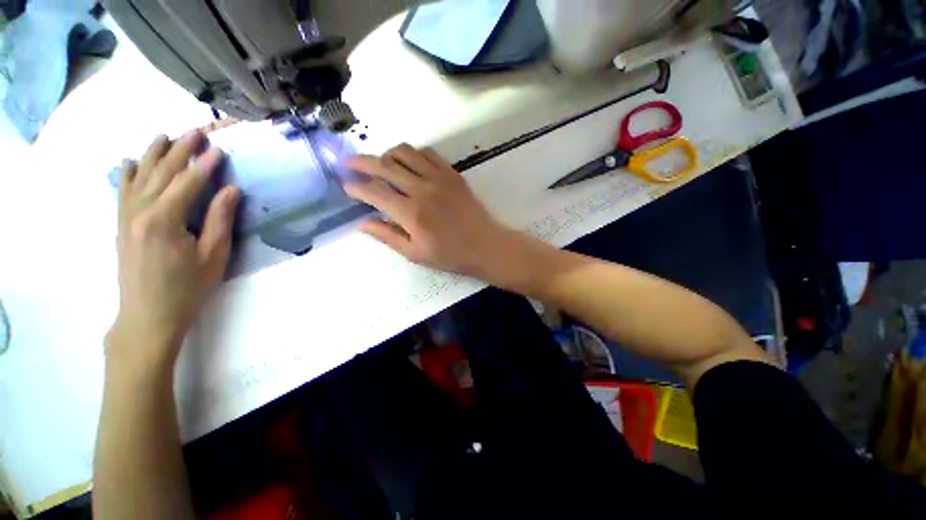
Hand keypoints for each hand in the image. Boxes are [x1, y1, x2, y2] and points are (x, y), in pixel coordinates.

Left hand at [108, 131, 239, 366]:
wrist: (147, 314)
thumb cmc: (187, 287)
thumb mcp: (213, 255)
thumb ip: (220, 219)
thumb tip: (231, 190)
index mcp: (164, 219)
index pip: (188, 182)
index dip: (205, 165)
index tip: (219, 148)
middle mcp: (140, 211)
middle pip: (162, 172)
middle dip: (180, 150)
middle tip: (197, 131)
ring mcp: (126, 216)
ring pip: (139, 176)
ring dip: (153, 154)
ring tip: (165, 135)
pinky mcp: (121, 224)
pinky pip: (123, 190)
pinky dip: (128, 173)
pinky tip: (131, 161)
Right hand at [344, 144, 511, 276]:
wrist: (485, 245)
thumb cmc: (450, 255)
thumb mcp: (415, 253)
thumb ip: (387, 236)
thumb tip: (361, 223)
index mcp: (411, 213)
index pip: (375, 192)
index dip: (356, 187)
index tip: (346, 185)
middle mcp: (422, 189)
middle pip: (385, 165)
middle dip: (362, 162)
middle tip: (349, 162)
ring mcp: (439, 177)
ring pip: (405, 152)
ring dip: (387, 154)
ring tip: (380, 164)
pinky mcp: (452, 173)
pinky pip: (428, 153)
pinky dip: (412, 154)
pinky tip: (409, 163)